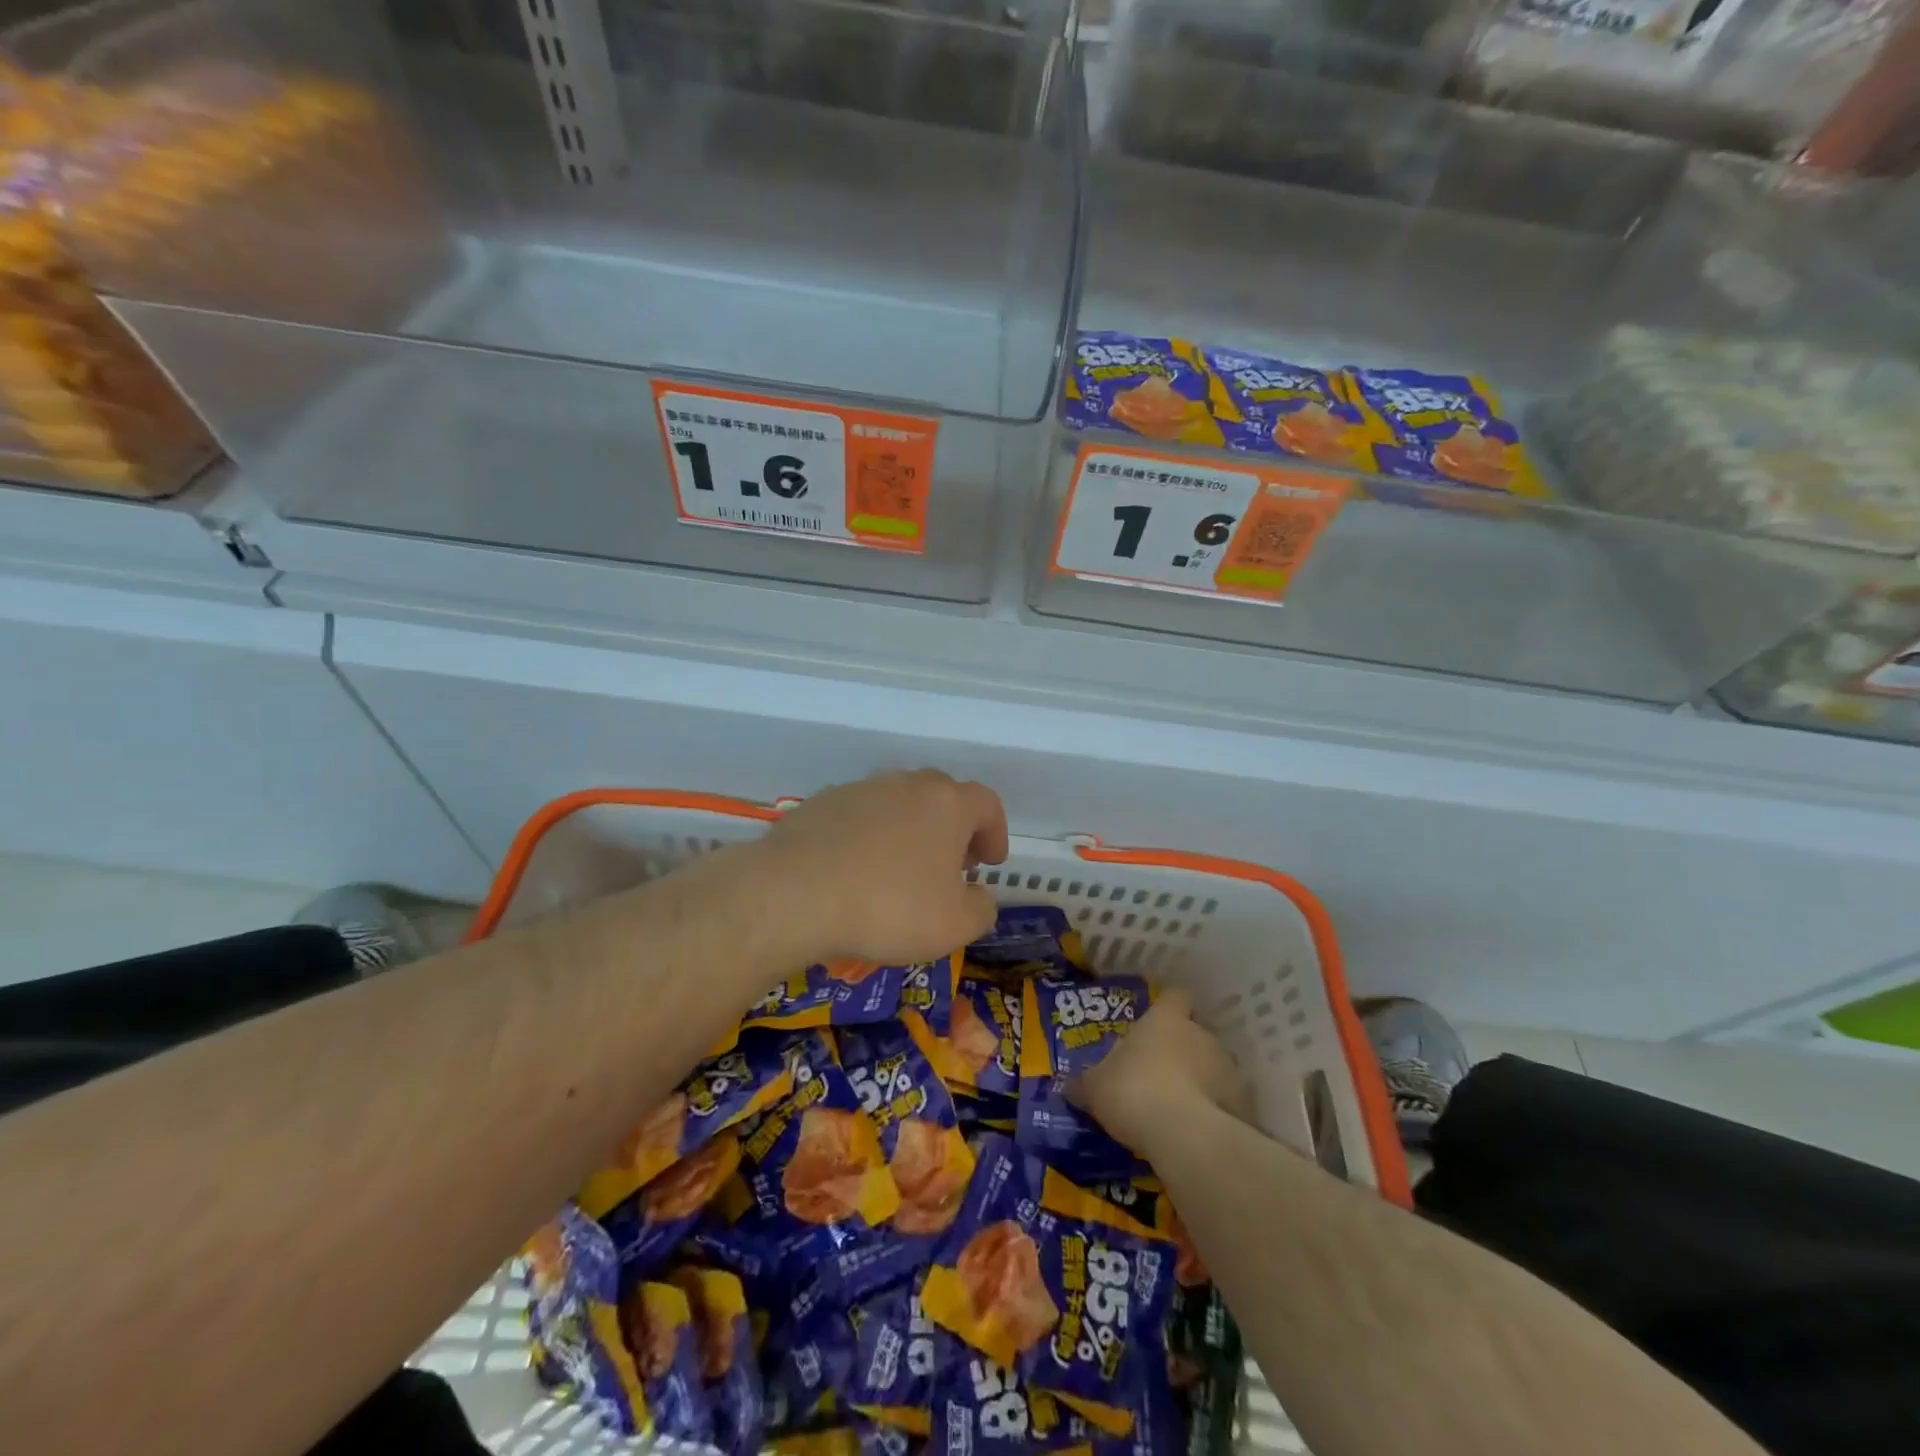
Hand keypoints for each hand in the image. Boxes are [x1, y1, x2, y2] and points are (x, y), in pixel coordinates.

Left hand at [752, 770, 1008, 965]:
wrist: (794, 894)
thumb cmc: (889, 908)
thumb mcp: (954, 926)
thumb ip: (981, 909)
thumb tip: (977, 897)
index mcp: (948, 803)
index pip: (987, 804)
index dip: (995, 833)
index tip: (988, 864)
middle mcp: (907, 783)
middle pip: (942, 797)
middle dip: (952, 830)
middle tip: (948, 867)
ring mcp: (861, 788)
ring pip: (898, 803)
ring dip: (908, 831)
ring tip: (899, 872)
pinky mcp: (821, 802)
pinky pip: (859, 816)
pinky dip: (867, 837)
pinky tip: (855, 872)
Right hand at [1072, 988, 1251, 1156]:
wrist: (1183, 1135)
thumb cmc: (1133, 1091)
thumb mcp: (1094, 1088)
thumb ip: (1084, 1083)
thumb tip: (1068, 1085)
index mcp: (1165, 1020)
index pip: (1175, 995)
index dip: (1169, 1005)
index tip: (1159, 1019)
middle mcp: (1200, 1034)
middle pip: (1194, 1033)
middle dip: (1181, 1051)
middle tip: (1160, 1075)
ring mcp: (1227, 1068)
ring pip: (1214, 1067)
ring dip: (1201, 1081)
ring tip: (1180, 1109)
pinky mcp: (1243, 1104)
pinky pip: (1227, 1102)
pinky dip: (1216, 1112)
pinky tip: (1197, 1132)